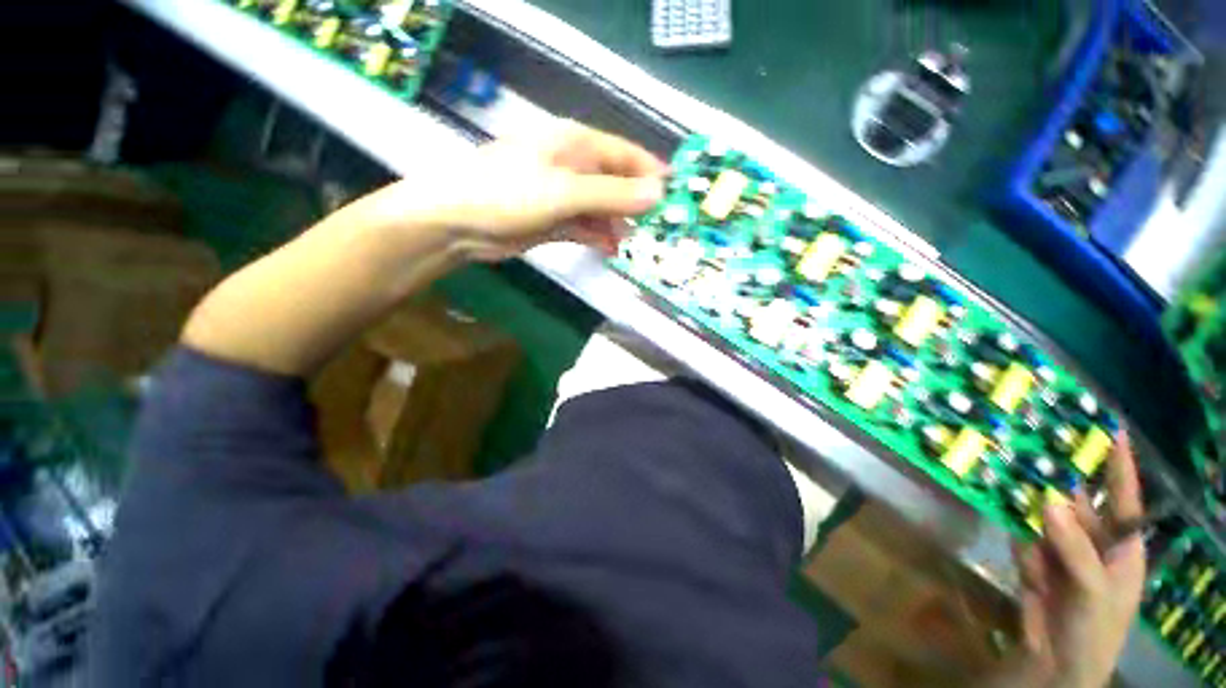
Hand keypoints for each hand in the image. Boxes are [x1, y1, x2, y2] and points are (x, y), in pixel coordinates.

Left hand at [375, 120, 667, 260]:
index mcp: (576, 145)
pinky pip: (586, 228)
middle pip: (616, 184)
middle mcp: (573, 167)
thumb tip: (658, 195)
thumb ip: (612, 194)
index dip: (652, 174)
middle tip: (662, 229)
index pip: (626, 155)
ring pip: (602, 209)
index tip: (676, 196)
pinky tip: (614, 251)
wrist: (460, 224)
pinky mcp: (555, 221)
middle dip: (638, 205)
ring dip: (619, 225)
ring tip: (641, 244)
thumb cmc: (509, 194)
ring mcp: (563, 196)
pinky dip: (599, 238)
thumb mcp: (565, 192)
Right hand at [996, 433, 1146, 687]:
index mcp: (1120, 545)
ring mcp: (1060, 548)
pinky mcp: (1033, 556)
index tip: (1111, 430)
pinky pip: (1022, 534)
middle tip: (1039, 448)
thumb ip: (1074, 548)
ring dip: (1030, 503)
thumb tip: (1048, 501)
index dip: (1120, 466)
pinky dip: (1018, 536)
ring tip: (1015, 476)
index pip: (1122, 499)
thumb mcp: (1092, 591)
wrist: (1056, 661)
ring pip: (1043, 515)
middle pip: (1075, 502)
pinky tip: (1018, 543)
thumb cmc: (1094, 628)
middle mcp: (1092, 540)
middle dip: (1058, 480)